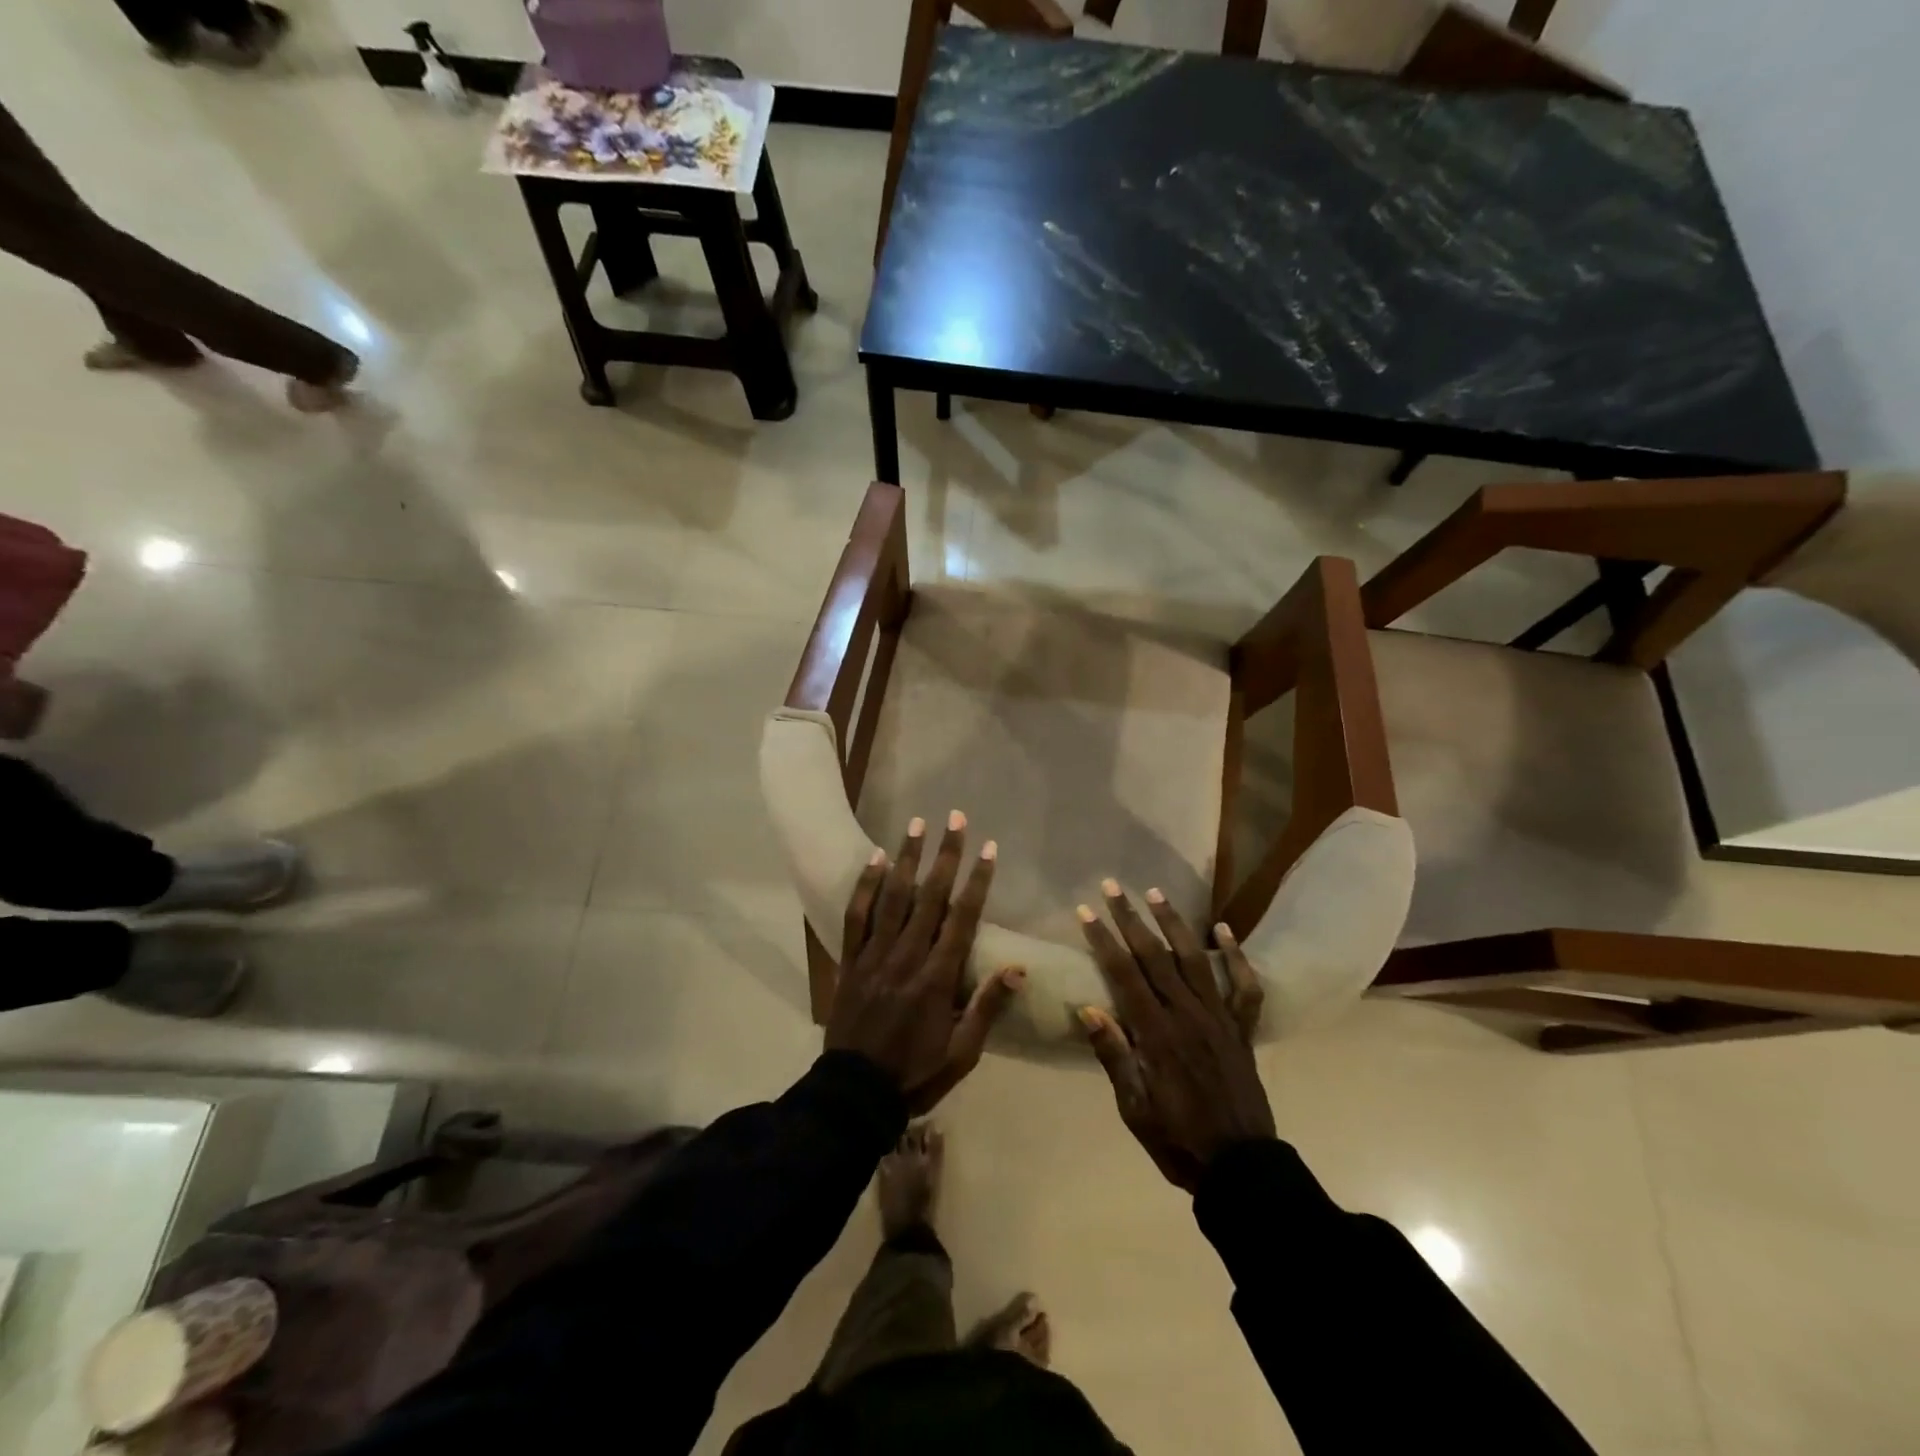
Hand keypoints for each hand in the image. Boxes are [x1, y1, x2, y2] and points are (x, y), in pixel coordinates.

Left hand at [826, 812, 1024, 1112]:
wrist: (854, 1094)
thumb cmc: (915, 1074)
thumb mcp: (962, 1053)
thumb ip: (987, 1008)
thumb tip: (1018, 969)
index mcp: (937, 978)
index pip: (963, 918)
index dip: (977, 881)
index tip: (989, 848)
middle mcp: (906, 957)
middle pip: (929, 896)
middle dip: (945, 855)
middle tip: (955, 818)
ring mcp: (874, 955)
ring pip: (892, 897)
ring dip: (906, 858)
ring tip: (917, 824)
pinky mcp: (850, 960)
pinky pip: (856, 916)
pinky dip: (865, 886)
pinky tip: (874, 859)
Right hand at [1076, 881, 1273, 1191]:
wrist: (1242, 1168)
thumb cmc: (1178, 1140)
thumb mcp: (1134, 1109)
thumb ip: (1114, 1057)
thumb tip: (1088, 1009)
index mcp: (1157, 1035)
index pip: (1124, 975)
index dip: (1103, 940)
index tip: (1085, 912)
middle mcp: (1188, 1016)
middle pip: (1155, 956)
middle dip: (1131, 918)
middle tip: (1112, 887)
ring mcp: (1219, 1019)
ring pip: (1195, 959)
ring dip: (1174, 924)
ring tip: (1156, 893)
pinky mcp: (1242, 1030)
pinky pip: (1245, 987)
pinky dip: (1237, 956)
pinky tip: (1224, 929)